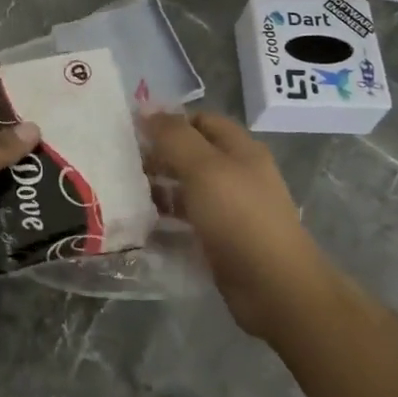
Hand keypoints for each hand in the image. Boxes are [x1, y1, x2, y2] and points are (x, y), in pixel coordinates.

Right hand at [143, 111, 329, 339]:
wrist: (275, 287)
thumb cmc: (239, 217)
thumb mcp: (204, 168)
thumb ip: (174, 137)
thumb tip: (146, 109)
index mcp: (241, 149)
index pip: (201, 120)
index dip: (169, 122)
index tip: (133, 131)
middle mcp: (238, 174)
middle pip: (193, 154)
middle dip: (160, 156)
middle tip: (122, 164)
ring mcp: (231, 209)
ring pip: (189, 189)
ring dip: (160, 189)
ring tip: (125, 194)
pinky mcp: (222, 240)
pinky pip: (189, 221)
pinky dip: (167, 220)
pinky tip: (142, 225)